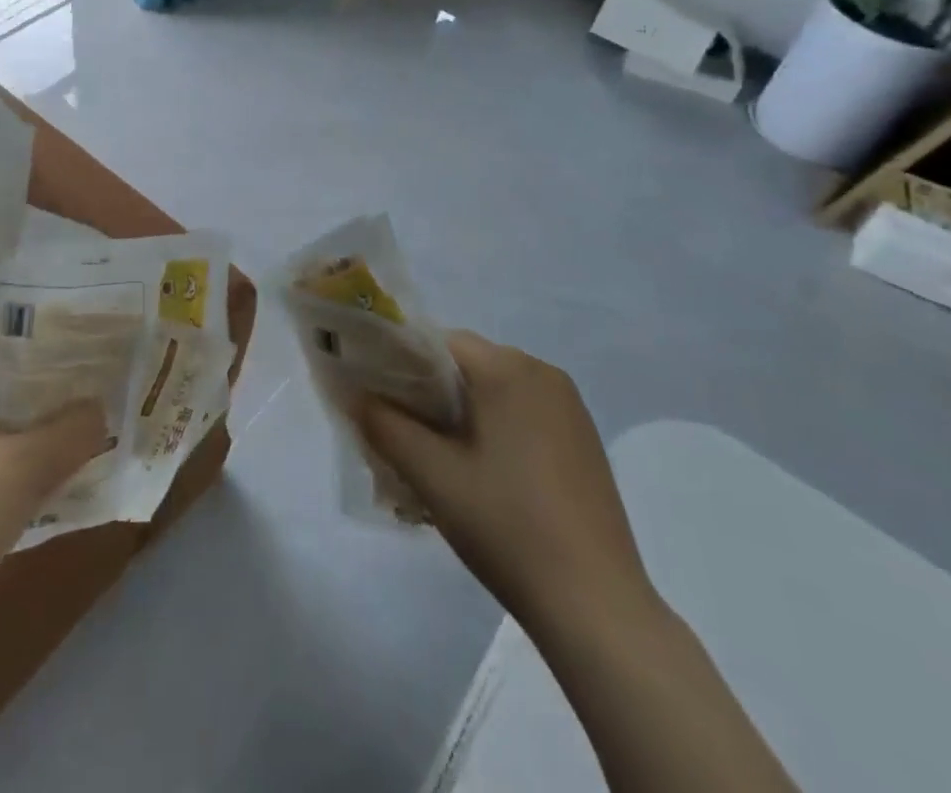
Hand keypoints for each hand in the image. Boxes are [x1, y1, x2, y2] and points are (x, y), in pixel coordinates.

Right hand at [355, 331, 657, 640]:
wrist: (597, 608)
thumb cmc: (507, 528)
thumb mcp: (432, 476)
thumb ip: (384, 425)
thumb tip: (353, 393)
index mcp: (508, 368)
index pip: (438, 342)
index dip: (400, 363)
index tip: (377, 398)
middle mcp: (543, 372)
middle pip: (466, 364)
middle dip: (428, 393)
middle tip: (401, 435)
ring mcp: (569, 407)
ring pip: (494, 390)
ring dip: (460, 413)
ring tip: (436, 460)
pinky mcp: (583, 440)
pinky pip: (522, 412)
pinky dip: (493, 428)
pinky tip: (482, 475)